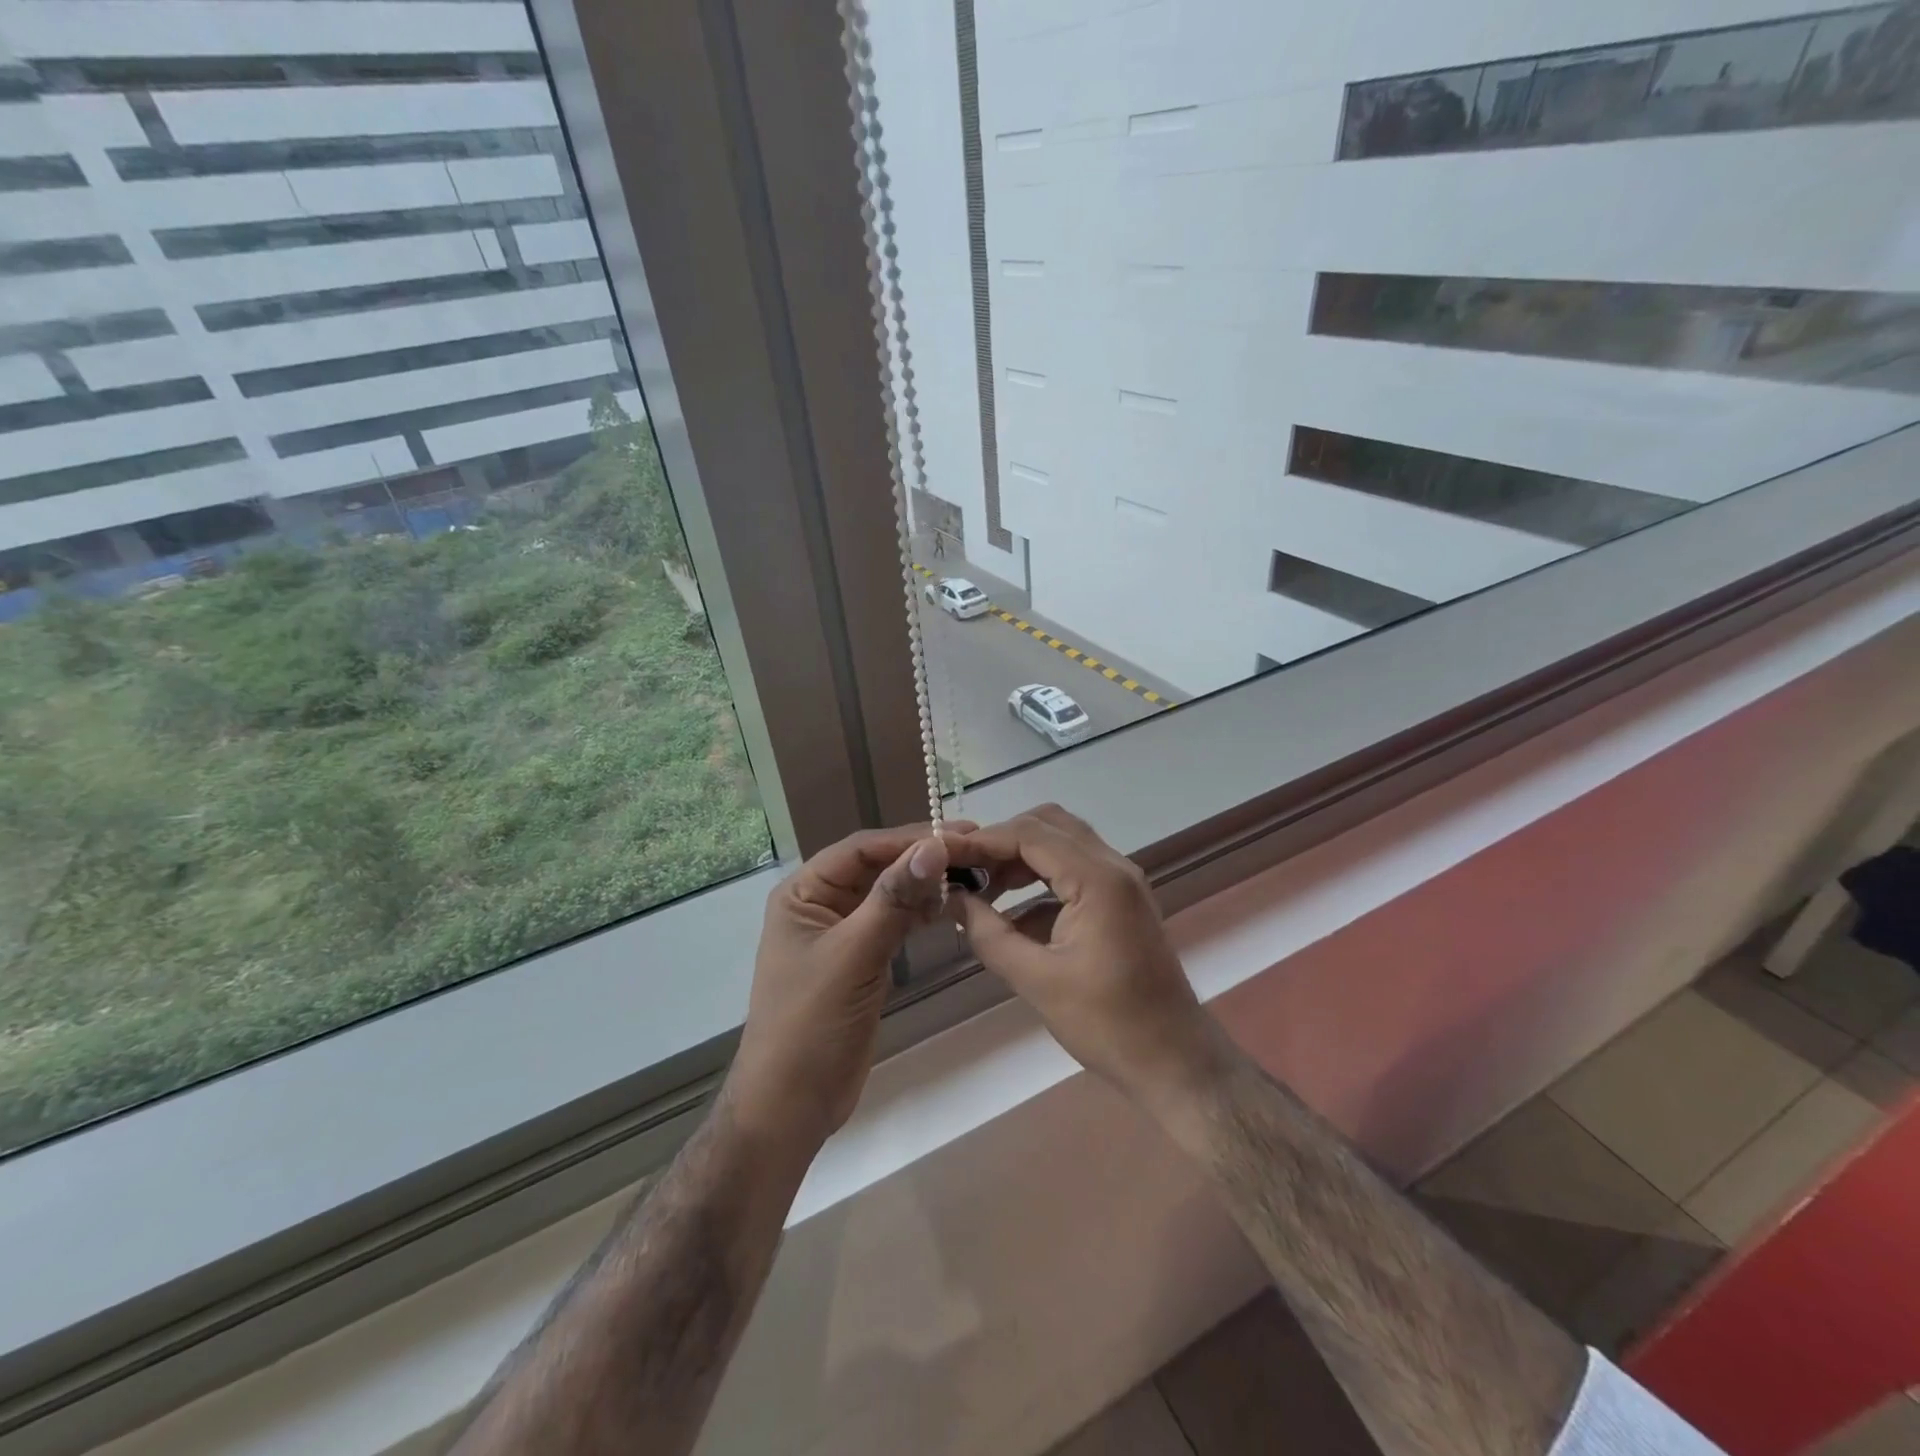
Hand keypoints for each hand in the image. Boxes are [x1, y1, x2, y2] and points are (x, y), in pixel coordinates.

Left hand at [727, 822, 969, 1149]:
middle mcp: (820, 904)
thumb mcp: (852, 955)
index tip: (958, 834)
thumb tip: (933, 847)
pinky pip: (893, 922)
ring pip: (888, 893)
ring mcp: (841, 932)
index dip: (909, 838)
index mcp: (803, 893)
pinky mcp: (861, 959)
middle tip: (975, 849)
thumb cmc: (810, 1023)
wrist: (792, 1104)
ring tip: (971, 872)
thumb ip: (893, 899)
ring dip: (924, 883)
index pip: (862, 849)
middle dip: (921, 857)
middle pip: (877, 866)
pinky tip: (950, 905)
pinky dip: (920, 912)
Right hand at [948, 805, 1225, 1108]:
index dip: (982, 840)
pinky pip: (1074, 870)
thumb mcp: (1037, 981)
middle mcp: (1114, 867)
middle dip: (1002, 841)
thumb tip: (952, 900)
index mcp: (1098, 879)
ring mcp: (1121, 882)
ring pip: (1062, 844)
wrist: (1174, 1061)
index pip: (1030, 834)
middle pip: (1048, 825)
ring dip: (1021, 858)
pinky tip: (1012, 914)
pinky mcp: (1120, 901)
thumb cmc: (1108, 1024)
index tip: (943, 855)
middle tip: (965, 869)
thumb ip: (989, 934)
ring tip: (981, 888)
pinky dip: (1040, 880)